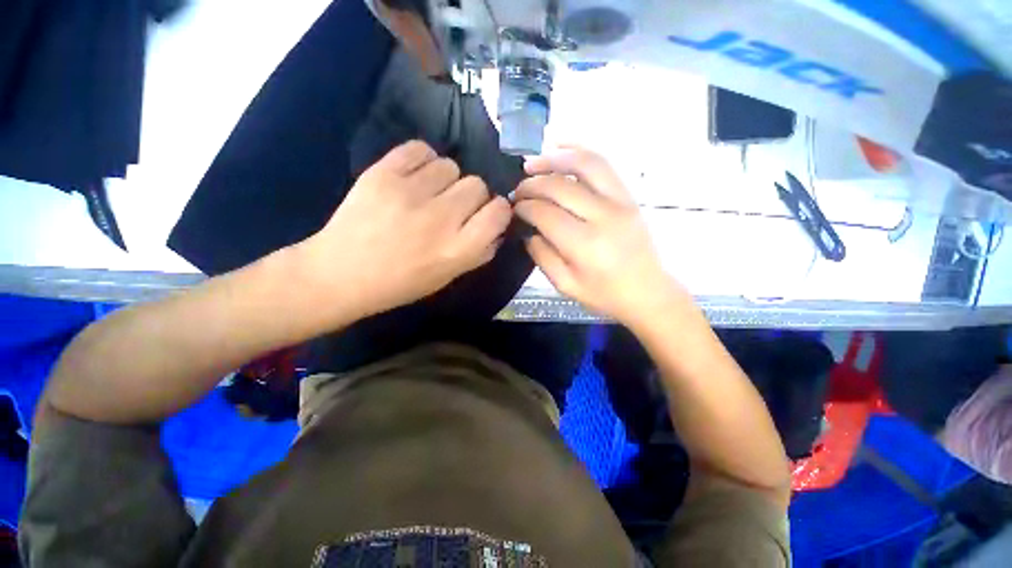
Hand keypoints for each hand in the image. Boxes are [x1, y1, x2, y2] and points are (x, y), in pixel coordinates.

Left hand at [300, 141, 510, 317]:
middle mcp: (441, 218)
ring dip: (446, 180)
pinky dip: (422, 160)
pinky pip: (420, 149)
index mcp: (458, 249)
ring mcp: (411, 193)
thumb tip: (496, 228)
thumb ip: (479, 253)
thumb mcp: (448, 277)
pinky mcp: (383, 173)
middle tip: (453, 207)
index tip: (488, 213)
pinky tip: (413, 177)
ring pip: (451, 166)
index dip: (498, 210)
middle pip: (478, 185)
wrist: (341, 273)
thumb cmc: (400, 283)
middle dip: (472, 196)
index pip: (498, 212)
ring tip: (428, 193)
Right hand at [513, 147, 684, 324]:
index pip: (545, 213)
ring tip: (532, 163)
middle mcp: (602, 216)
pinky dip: (580, 151)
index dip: (524, 207)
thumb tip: (528, 230)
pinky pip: (604, 164)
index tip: (514, 208)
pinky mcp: (628, 196)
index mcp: (584, 244)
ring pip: (584, 165)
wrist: (646, 292)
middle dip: (531, 185)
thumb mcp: (565, 285)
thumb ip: (542, 256)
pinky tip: (561, 147)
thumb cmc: (604, 294)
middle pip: (559, 187)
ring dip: (553, 159)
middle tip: (518, 190)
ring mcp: (619, 201)